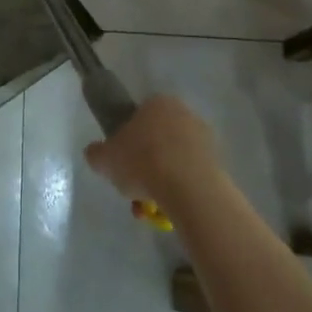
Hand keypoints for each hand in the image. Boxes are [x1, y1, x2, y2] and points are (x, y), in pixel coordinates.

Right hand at [84, 94, 221, 215]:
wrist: (187, 186)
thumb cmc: (142, 161)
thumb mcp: (106, 159)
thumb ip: (96, 153)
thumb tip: (94, 152)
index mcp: (157, 103)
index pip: (139, 117)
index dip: (128, 141)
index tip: (123, 163)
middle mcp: (183, 113)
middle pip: (158, 140)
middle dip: (146, 165)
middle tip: (134, 188)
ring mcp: (203, 137)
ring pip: (174, 160)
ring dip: (161, 181)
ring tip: (149, 208)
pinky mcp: (217, 161)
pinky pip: (191, 175)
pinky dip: (180, 190)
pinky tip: (169, 209)